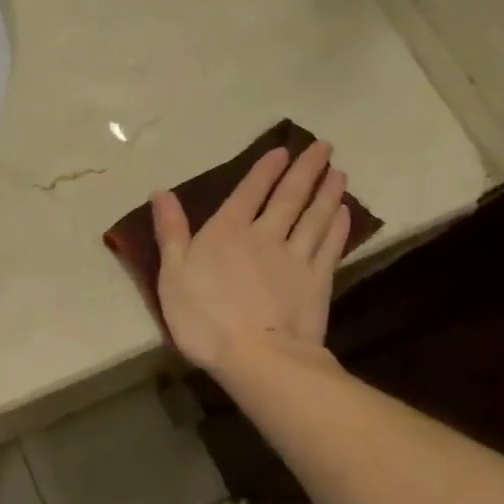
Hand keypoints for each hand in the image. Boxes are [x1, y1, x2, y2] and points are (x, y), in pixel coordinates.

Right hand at [151, 141, 352, 372]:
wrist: (258, 356)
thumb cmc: (204, 317)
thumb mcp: (172, 274)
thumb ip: (171, 231)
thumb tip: (161, 192)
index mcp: (227, 231)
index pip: (250, 192)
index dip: (266, 170)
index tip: (283, 151)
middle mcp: (265, 235)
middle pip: (289, 197)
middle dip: (306, 170)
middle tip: (324, 147)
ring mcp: (295, 258)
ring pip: (314, 217)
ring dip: (326, 192)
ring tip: (338, 173)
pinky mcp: (317, 281)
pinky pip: (329, 246)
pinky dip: (337, 227)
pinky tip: (343, 213)